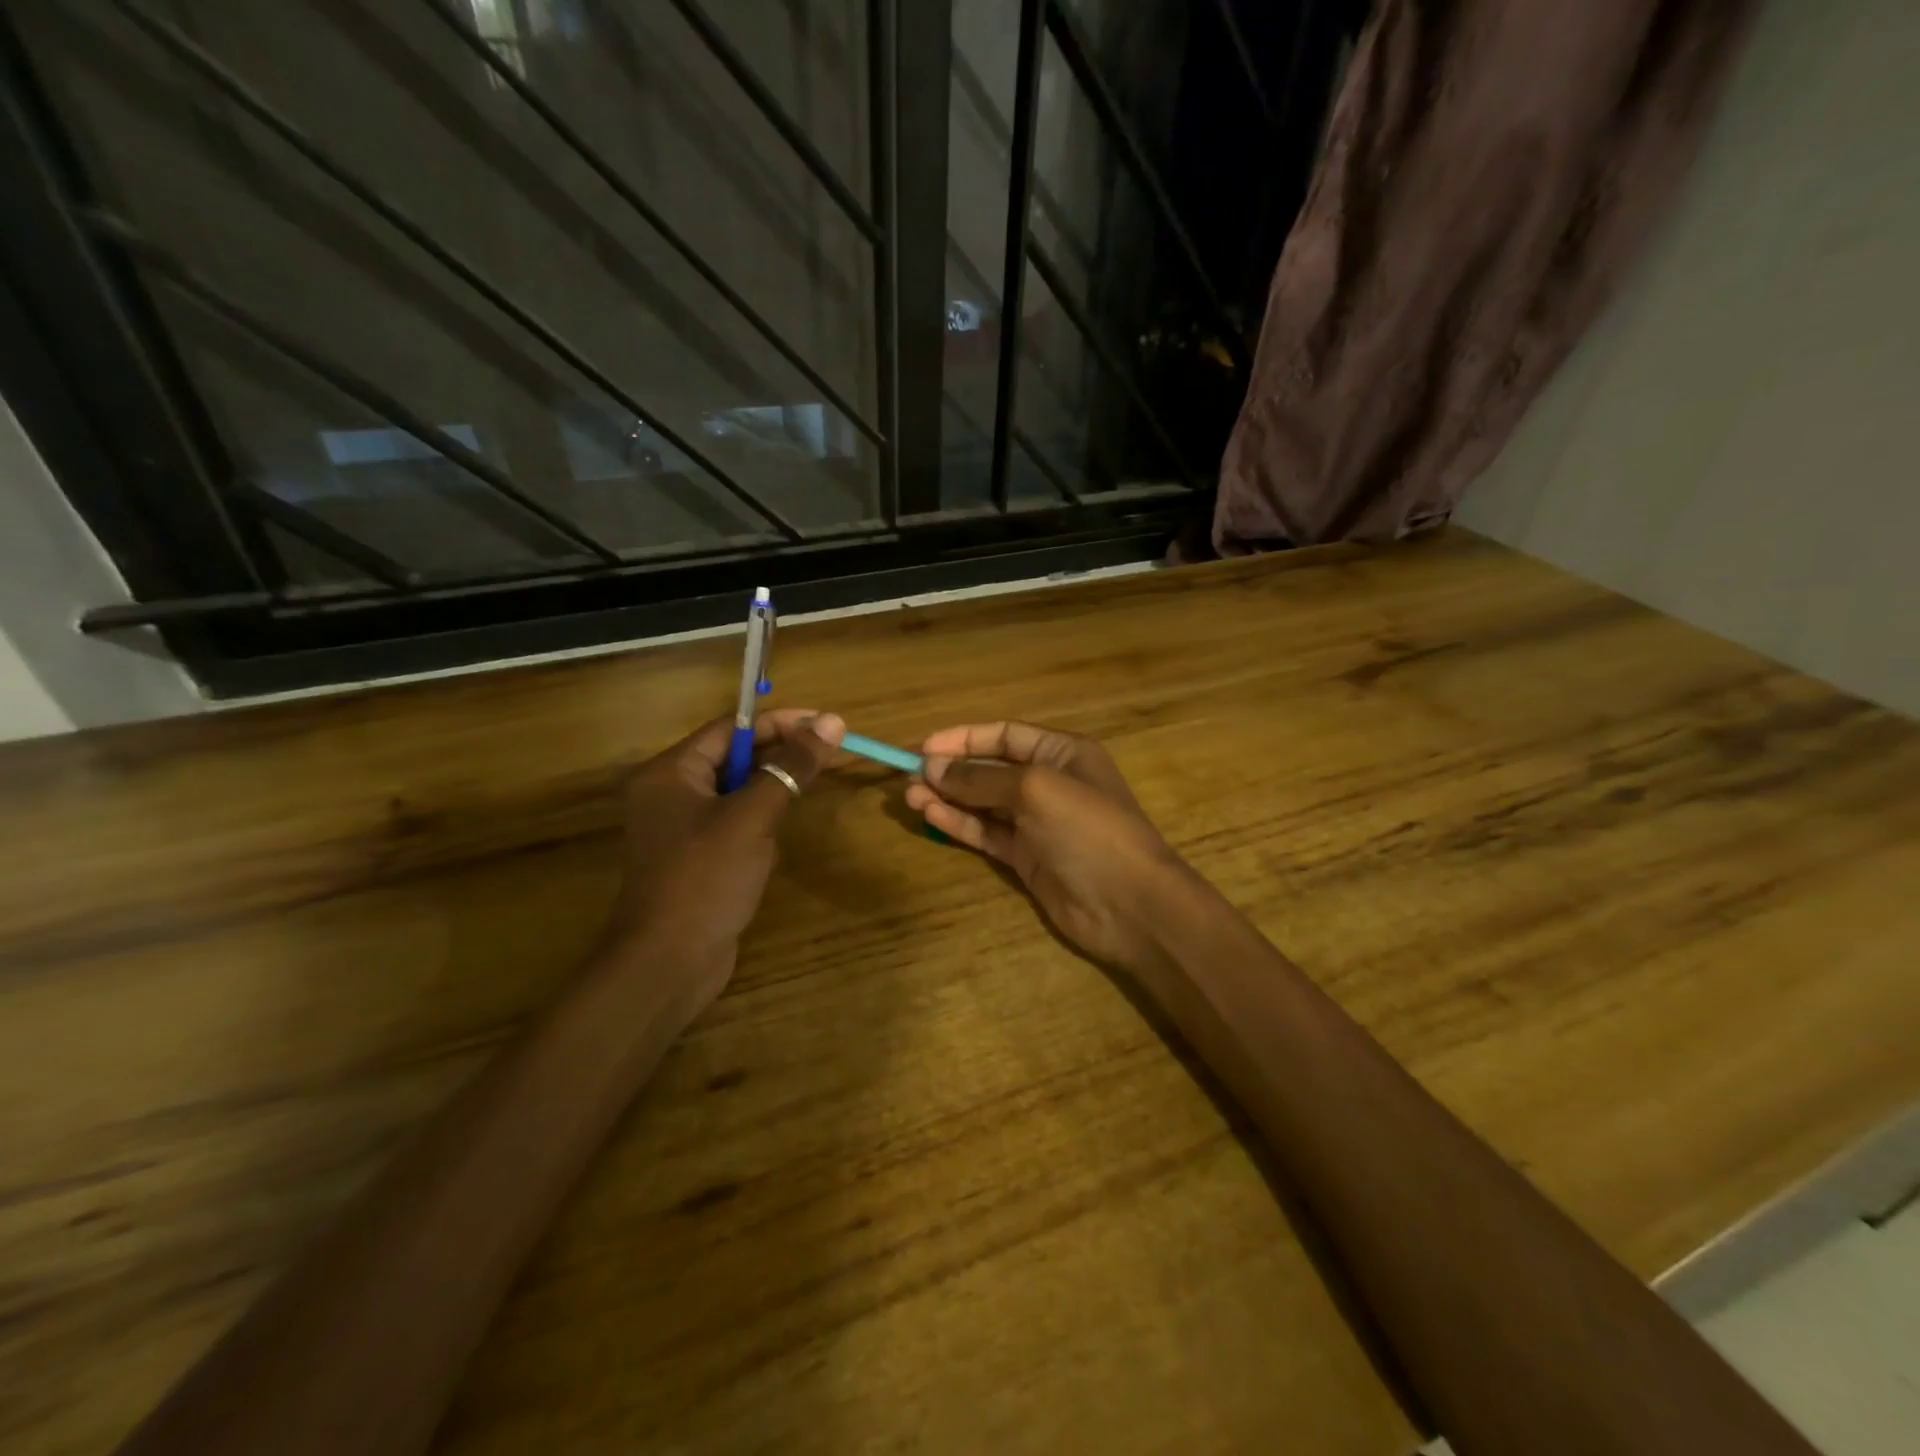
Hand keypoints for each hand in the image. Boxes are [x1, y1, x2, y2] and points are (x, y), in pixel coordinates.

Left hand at [601, 709, 844, 1022]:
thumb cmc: (705, 879)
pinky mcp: (697, 858)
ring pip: (739, 793)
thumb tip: (832, 721)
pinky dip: (759, 826)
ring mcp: (682, 828)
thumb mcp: (752, 817)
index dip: (779, 722)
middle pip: (734, 758)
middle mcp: (670, 793)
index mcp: (670, 772)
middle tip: (827, 757)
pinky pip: (735, 824)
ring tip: (801, 802)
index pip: (731, 729)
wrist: (668, 964)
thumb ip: (791, 767)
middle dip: (779, 758)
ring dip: (771, 795)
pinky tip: (773, 846)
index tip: (825, 725)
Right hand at [905, 721, 1189, 972]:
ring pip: (983, 803)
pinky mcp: (1026, 857)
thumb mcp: (1035, 790)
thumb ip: (981, 779)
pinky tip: (930, 816)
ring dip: (948, 798)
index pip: (1005, 736)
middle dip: (951, 770)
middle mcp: (1048, 783)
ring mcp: (1037, 823)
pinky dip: (959, 824)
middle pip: (990, 769)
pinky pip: (986, 833)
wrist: (1130, 905)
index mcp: (1062, 753)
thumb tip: (932, 768)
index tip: (924, 747)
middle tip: (908, 776)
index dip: (964, 738)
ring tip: (909, 797)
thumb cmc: (1089, 830)